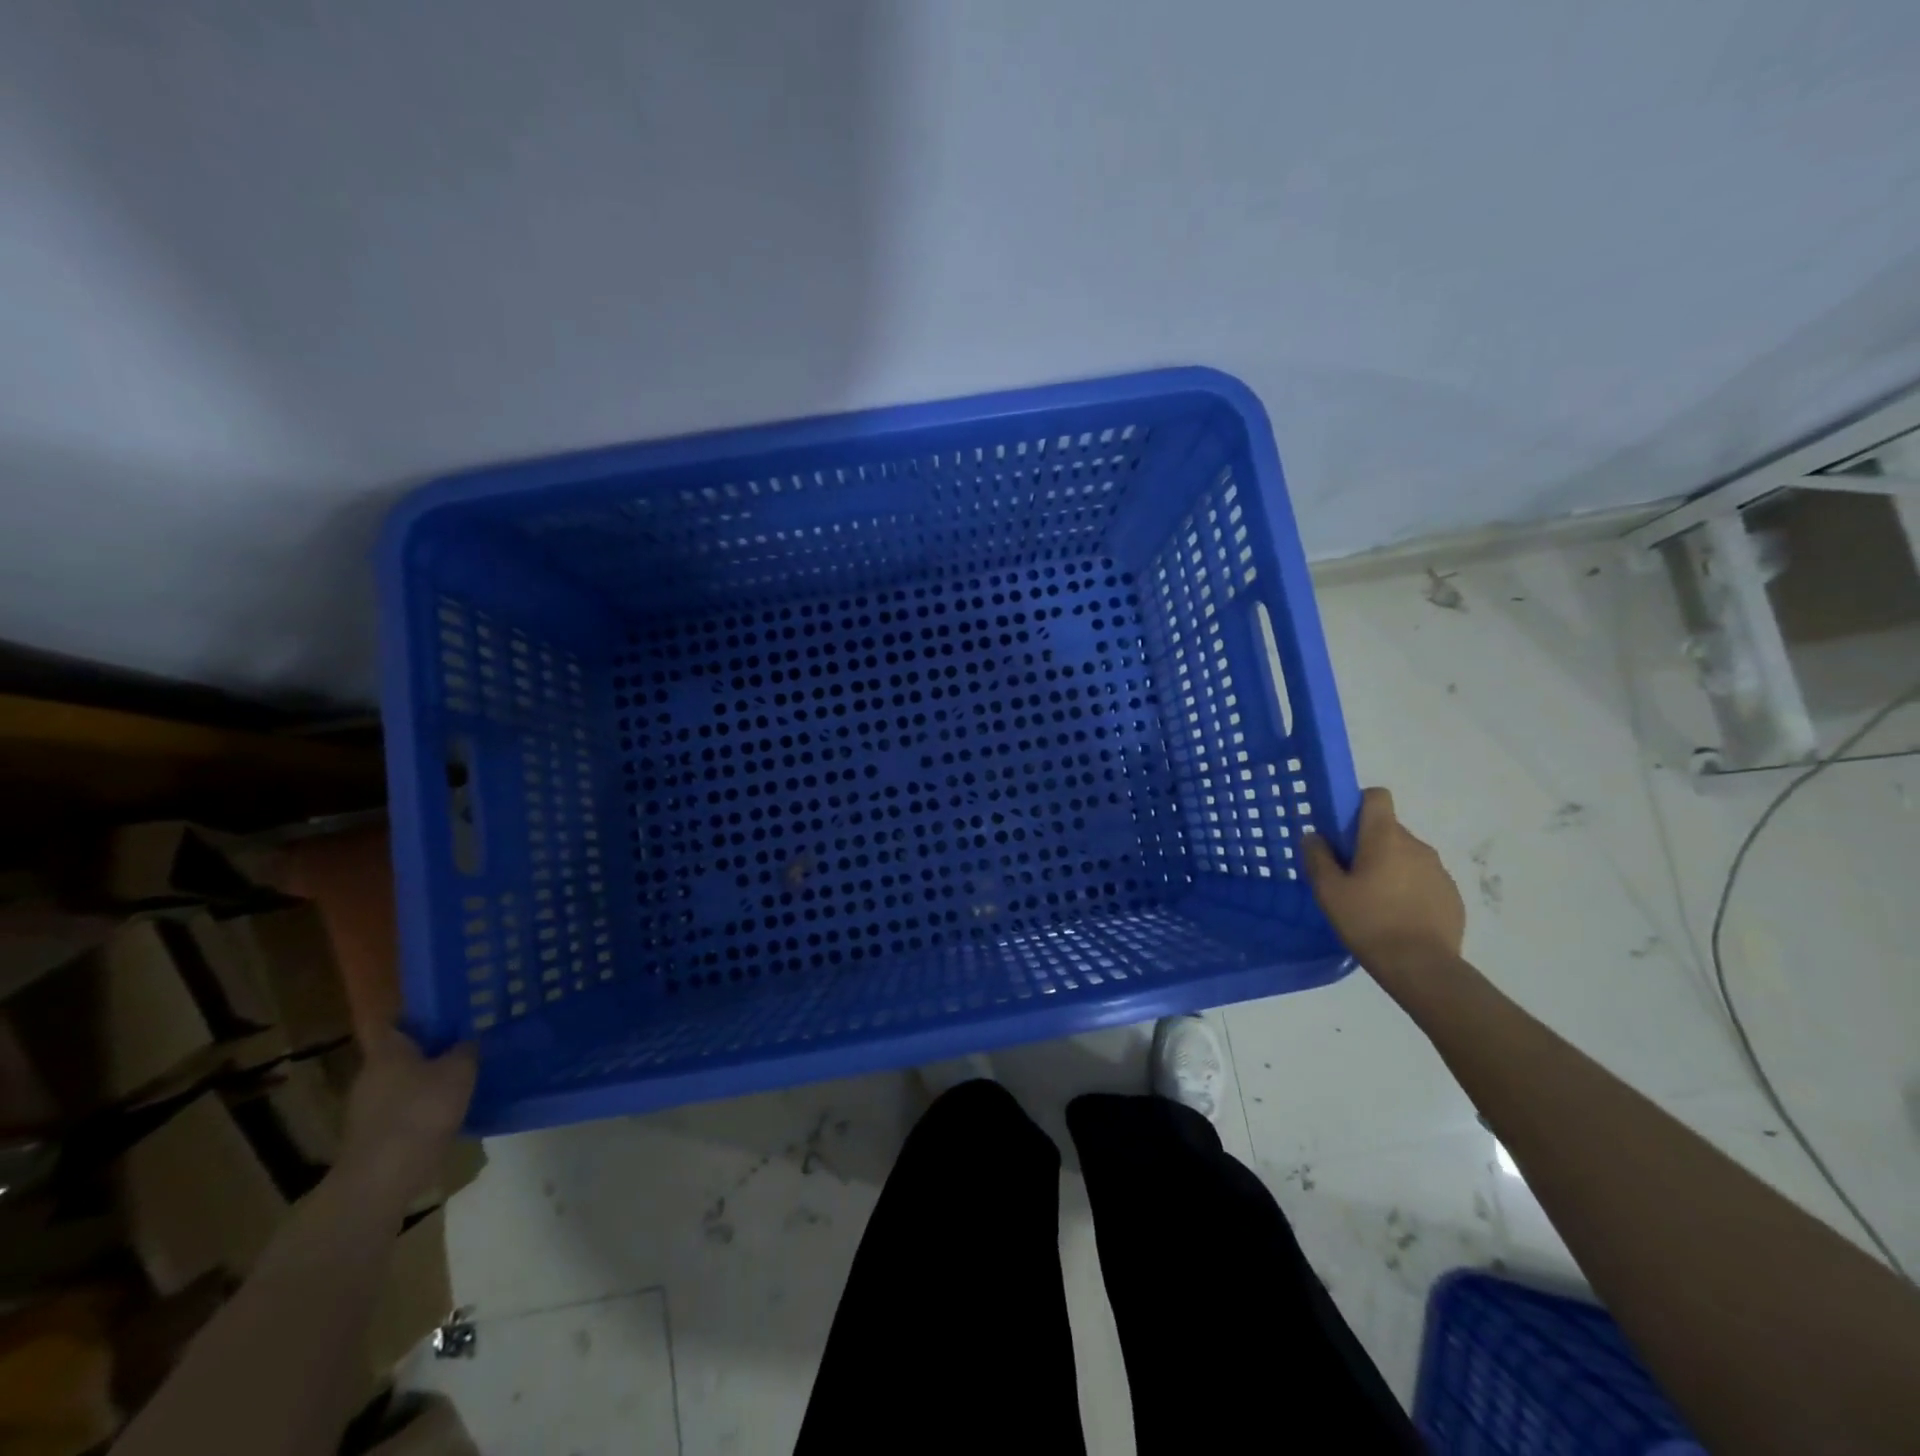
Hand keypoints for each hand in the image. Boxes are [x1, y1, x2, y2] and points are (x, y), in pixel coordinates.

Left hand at [338, 1025, 476, 1203]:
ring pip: (402, 1080)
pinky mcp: (373, 1134)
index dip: (412, 1012)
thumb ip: (466, 1050)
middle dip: (427, 1046)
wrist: (382, 1178)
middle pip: (399, 1052)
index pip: (391, 1020)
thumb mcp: (459, 1072)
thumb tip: (467, 1041)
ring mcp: (367, 1107)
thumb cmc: (420, 1111)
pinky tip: (448, 1109)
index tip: (438, 1007)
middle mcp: (371, 1074)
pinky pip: (402, 1107)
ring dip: (426, 1077)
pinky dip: (422, 1105)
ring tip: (461, 1075)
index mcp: (387, 1051)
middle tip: (462, 1039)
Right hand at [1302, 787, 1465, 981]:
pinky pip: (1423, 879)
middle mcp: (1417, 845)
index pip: (1376, 797)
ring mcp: (1439, 870)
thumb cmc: (1369, 922)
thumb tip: (1314, 836)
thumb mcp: (1328, 891)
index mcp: (1385, 837)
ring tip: (1373, 900)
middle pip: (1388, 829)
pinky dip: (1409, 889)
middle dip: (1368, 844)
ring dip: (1390, 867)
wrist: (1422, 967)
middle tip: (1348, 875)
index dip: (1357, 804)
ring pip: (1406, 856)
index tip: (1342, 830)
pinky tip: (1397, 916)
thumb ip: (1317, 857)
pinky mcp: (1452, 895)